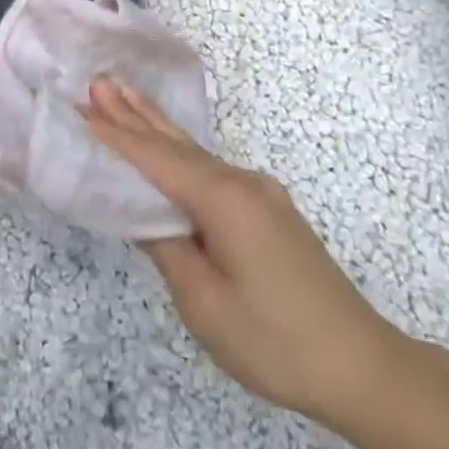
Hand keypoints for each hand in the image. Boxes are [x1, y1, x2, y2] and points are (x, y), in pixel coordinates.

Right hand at [82, 78, 402, 427]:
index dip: (117, 135)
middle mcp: (241, 182)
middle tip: (99, 81)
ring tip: (125, 95)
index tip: (82, 106)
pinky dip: (180, 153)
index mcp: (222, 199)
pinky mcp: (269, 210)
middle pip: (176, 142)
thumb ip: (167, 248)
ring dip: (156, 126)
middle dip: (134, 112)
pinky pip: (212, 171)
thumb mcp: (205, 303)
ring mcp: (260, 193)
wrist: (365, 366)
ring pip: (195, 153)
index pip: (156, 159)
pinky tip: (169, 147)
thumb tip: (145, 212)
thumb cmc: (277, 340)